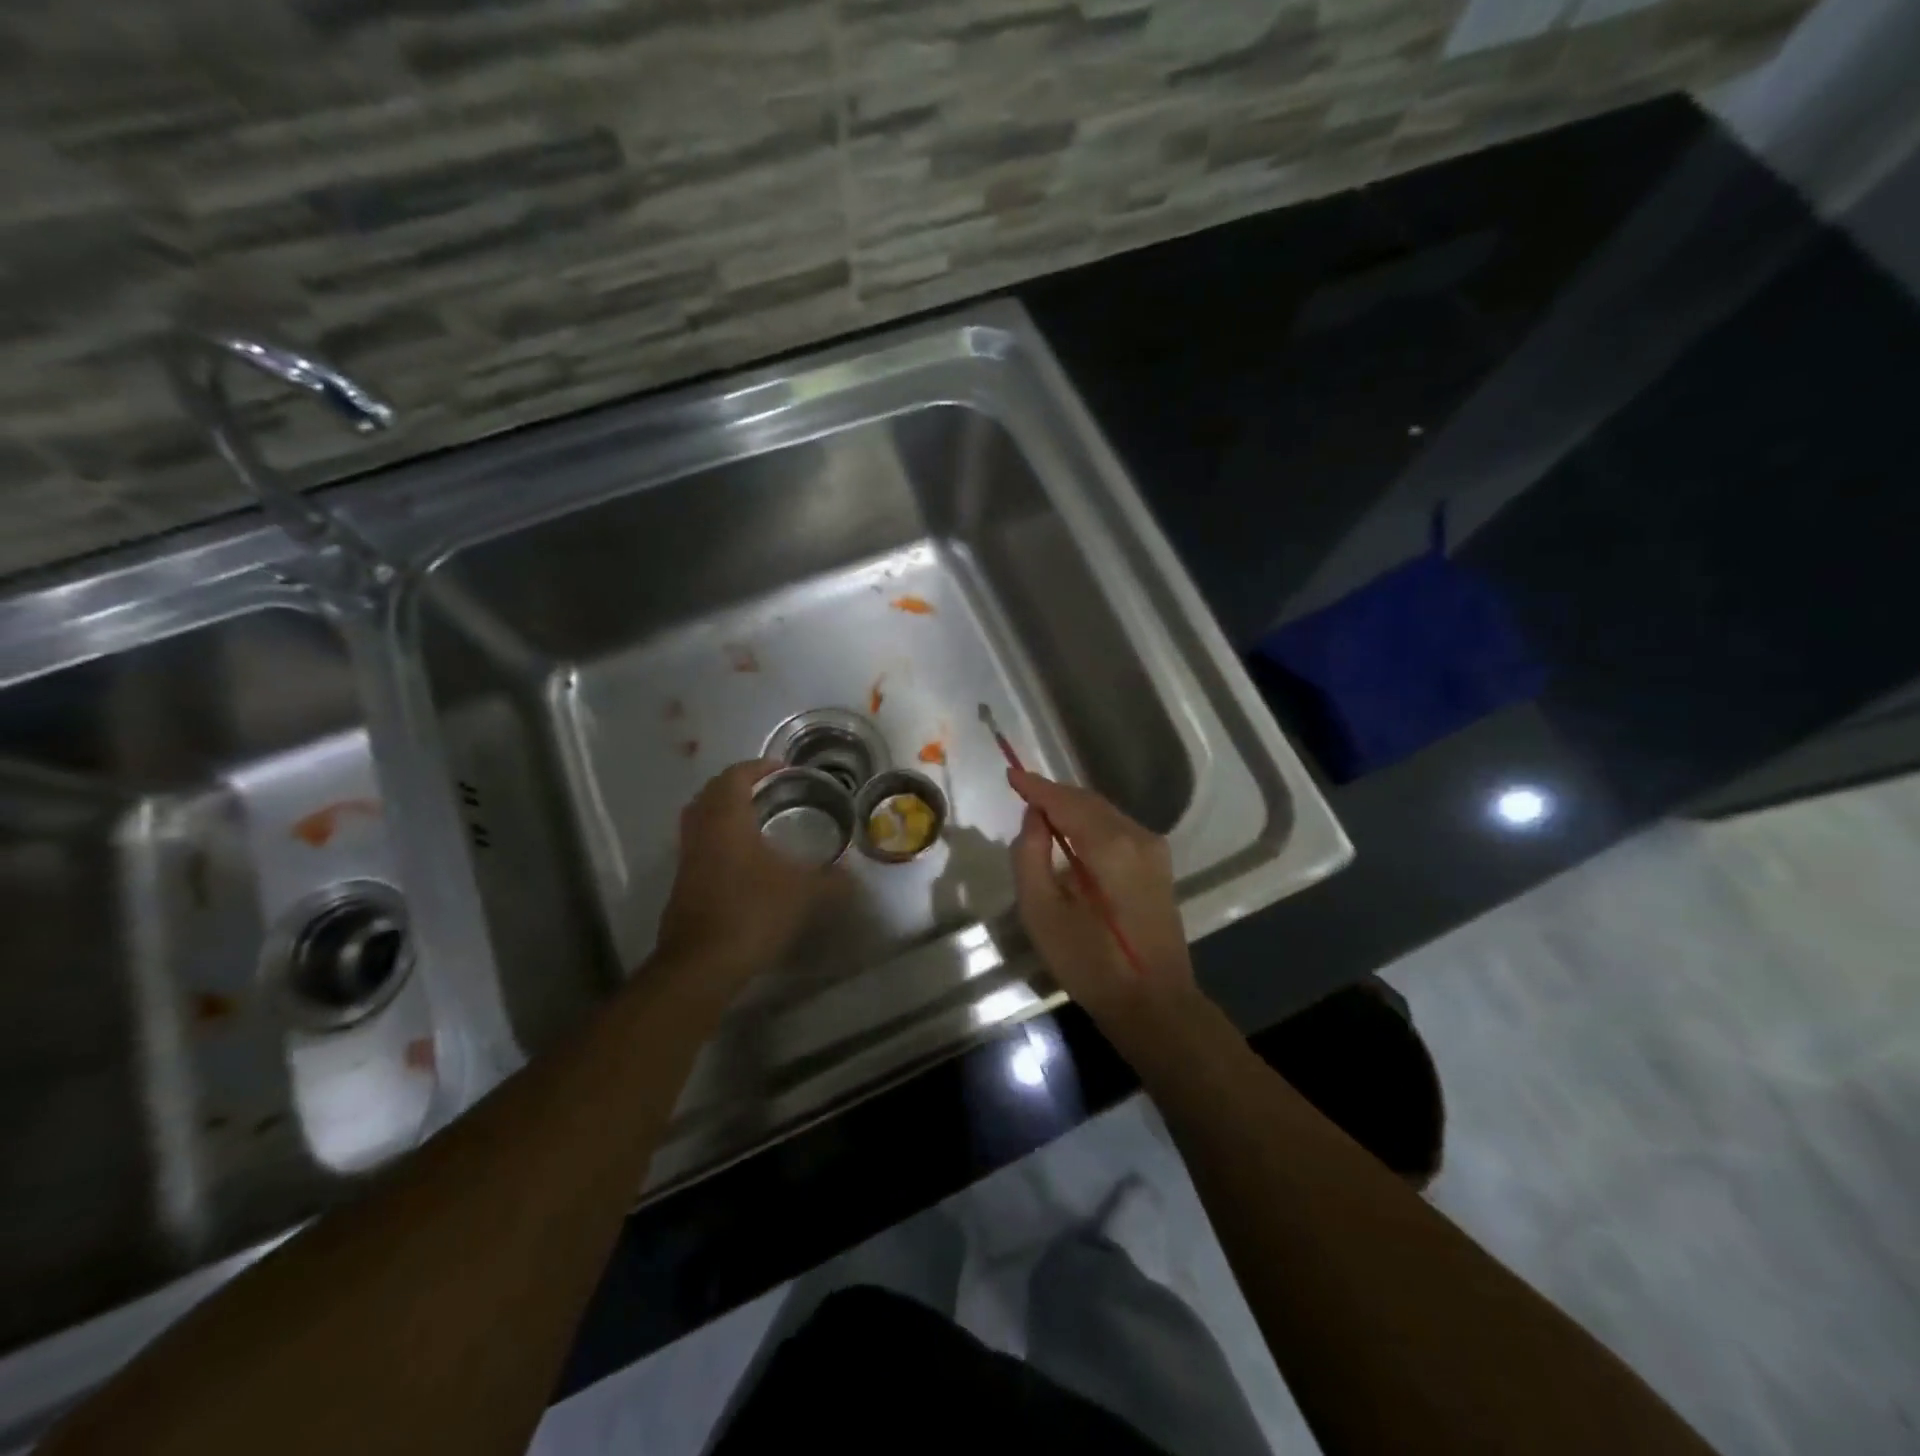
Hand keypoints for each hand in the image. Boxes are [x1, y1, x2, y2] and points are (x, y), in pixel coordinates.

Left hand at [653, 759, 836, 986]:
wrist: (702, 965)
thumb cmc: (752, 913)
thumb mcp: (804, 894)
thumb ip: (831, 879)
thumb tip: (851, 873)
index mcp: (726, 821)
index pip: (735, 777)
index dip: (758, 767)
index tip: (782, 770)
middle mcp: (701, 832)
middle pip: (711, 793)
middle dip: (738, 785)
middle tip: (769, 791)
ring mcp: (687, 859)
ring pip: (700, 819)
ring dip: (724, 812)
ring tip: (756, 820)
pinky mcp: (683, 884)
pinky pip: (699, 845)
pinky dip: (719, 838)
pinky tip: (744, 859)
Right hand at [1008, 767, 1195, 1036]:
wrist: (1154, 1004)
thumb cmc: (1090, 963)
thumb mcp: (1041, 912)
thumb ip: (1030, 856)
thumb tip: (1035, 818)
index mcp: (1109, 845)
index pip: (1065, 801)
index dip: (1036, 786)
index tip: (1010, 774)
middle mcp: (1137, 836)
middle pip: (1088, 802)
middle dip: (1054, 795)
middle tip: (1022, 794)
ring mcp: (1154, 850)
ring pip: (1105, 813)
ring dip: (1073, 809)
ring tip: (1041, 814)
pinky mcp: (1159, 866)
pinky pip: (1118, 830)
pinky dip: (1091, 824)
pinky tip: (1072, 836)